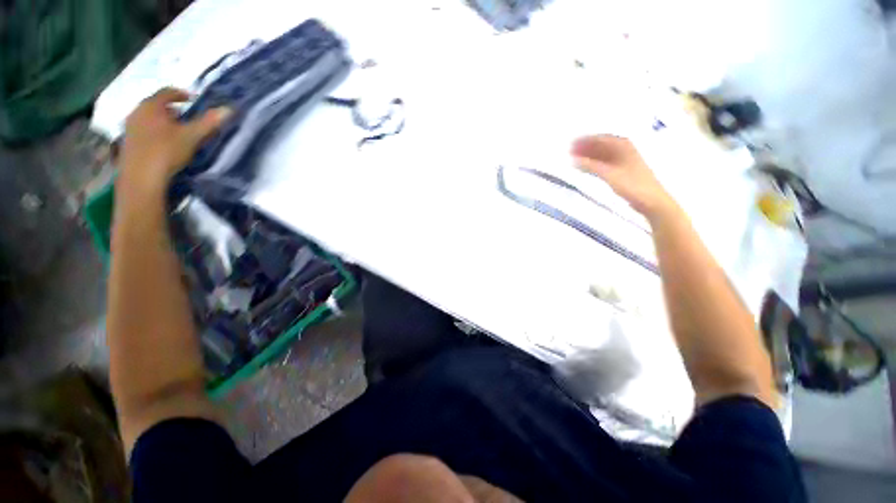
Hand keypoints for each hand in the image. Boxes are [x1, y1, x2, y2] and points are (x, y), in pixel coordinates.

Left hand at [118, 87, 230, 197]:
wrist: (141, 177)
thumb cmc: (167, 151)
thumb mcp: (192, 136)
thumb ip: (209, 122)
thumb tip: (227, 109)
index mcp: (151, 106)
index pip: (167, 92)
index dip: (181, 94)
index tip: (193, 100)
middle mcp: (137, 111)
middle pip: (156, 104)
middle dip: (172, 109)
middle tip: (186, 118)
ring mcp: (130, 127)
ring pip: (149, 117)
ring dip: (162, 121)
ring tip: (176, 131)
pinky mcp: (127, 141)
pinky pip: (143, 129)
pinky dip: (155, 131)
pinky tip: (163, 143)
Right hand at [571, 135, 677, 220]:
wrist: (651, 200)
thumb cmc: (632, 185)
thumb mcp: (609, 174)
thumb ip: (591, 166)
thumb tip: (573, 160)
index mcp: (623, 146)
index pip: (600, 138)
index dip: (585, 140)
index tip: (571, 143)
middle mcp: (624, 150)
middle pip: (601, 145)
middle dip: (585, 147)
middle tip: (570, 151)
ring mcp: (624, 160)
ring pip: (602, 154)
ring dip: (589, 156)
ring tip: (574, 159)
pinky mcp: (622, 171)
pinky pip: (604, 162)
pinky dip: (594, 163)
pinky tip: (586, 167)